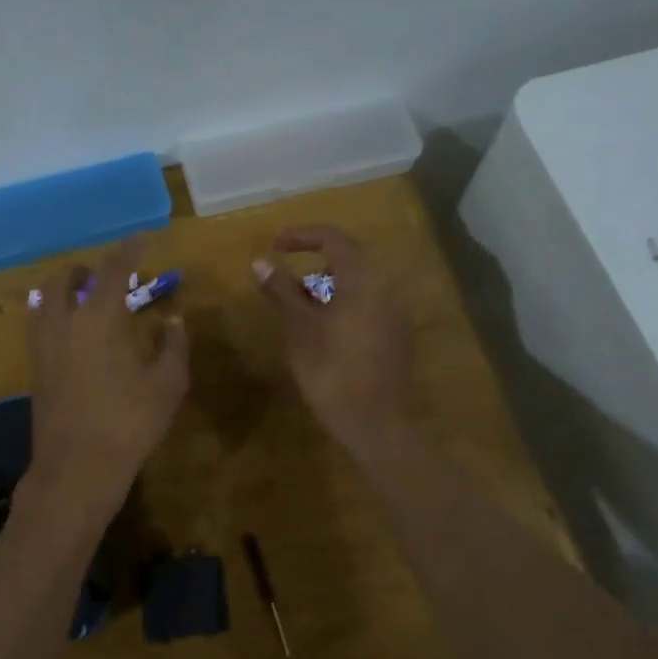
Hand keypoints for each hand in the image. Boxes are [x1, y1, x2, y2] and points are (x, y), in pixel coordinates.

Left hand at [26, 238, 188, 505]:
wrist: (75, 470)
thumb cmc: (128, 424)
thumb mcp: (167, 385)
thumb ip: (173, 345)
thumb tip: (173, 319)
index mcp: (98, 318)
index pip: (113, 268)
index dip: (130, 248)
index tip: (144, 237)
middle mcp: (63, 322)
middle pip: (64, 278)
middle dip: (86, 269)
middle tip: (107, 275)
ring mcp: (42, 346)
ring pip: (44, 300)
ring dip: (63, 289)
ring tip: (84, 298)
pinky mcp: (34, 369)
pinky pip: (38, 324)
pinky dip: (53, 314)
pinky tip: (71, 332)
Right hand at [254, 225, 414, 455]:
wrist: (375, 423)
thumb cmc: (331, 372)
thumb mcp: (299, 329)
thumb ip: (281, 290)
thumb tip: (260, 261)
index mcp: (363, 280)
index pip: (333, 239)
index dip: (301, 236)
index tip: (274, 245)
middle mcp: (386, 287)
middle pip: (350, 257)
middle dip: (314, 259)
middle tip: (284, 271)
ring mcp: (396, 311)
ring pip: (359, 281)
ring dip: (328, 281)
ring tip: (299, 301)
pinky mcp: (397, 332)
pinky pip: (369, 300)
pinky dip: (344, 300)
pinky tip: (324, 324)